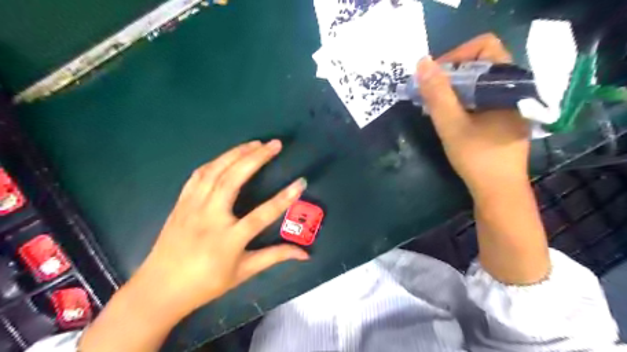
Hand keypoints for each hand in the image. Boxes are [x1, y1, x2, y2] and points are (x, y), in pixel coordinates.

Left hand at [135, 140, 307, 315]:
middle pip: (233, 179)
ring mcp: (192, 207)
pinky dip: (215, 161)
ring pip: (215, 171)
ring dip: (236, 153)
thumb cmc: (205, 284)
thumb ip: (275, 257)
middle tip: (274, 144)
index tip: (300, 182)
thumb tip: (305, 254)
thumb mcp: (243, 272)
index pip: (262, 215)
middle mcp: (209, 217)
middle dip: (256, 158)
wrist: (159, 289)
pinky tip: (227, 156)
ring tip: (255, 143)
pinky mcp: (181, 202)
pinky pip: (198, 175)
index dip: (284, 198)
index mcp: (228, 239)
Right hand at [418, 33, 529, 194]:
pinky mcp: (504, 117)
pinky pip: (482, 97)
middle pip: (480, 63)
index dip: (456, 55)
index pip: (484, 46)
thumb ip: (437, 93)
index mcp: (508, 83)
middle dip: (450, 75)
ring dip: (454, 89)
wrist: (499, 191)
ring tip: (434, 106)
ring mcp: (510, 103)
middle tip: (429, 93)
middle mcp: (514, 87)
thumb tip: (422, 62)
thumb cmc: (477, 157)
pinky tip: (449, 116)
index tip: (435, 77)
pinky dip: (462, 100)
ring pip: (479, 82)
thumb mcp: (451, 124)